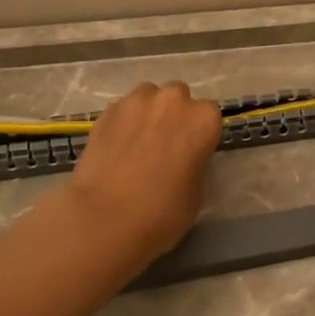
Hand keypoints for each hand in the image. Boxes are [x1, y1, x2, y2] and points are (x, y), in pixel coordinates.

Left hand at [63, 81, 222, 265]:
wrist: (105, 218)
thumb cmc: (162, 212)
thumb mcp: (196, 191)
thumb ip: (194, 162)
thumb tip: (182, 159)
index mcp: (203, 120)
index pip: (209, 116)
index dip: (199, 134)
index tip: (191, 152)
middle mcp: (172, 100)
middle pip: (178, 98)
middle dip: (174, 116)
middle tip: (164, 145)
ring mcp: (136, 102)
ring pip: (148, 97)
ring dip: (148, 113)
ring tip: (137, 143)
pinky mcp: (107, 111)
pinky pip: (122, 110)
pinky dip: (123, 123)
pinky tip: (116, 148)